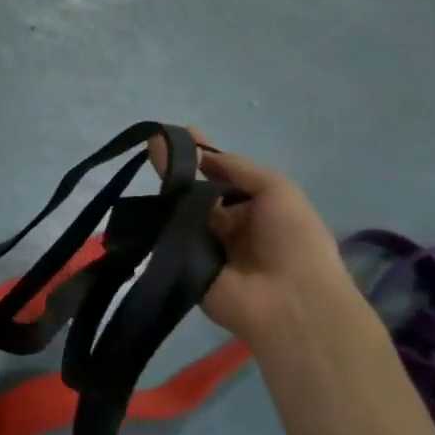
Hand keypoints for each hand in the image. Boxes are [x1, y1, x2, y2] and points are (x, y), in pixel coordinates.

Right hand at [151, 127, 357, 353]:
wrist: (289, 301)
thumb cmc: (293, 240)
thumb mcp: (278, 189)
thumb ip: (238, 168)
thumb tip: (202, 155)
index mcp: (255, 208)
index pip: (223, 175)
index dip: (204, 154)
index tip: (179, 133)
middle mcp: (228, 226)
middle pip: (196, 192)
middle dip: (177, 168)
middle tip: (152, 143)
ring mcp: (205, 248)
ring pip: (180, 214)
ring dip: (165, 190)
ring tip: (145, 157)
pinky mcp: (186, 268)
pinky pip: (169, 241)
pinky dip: (158, 223)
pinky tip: (141, 198)